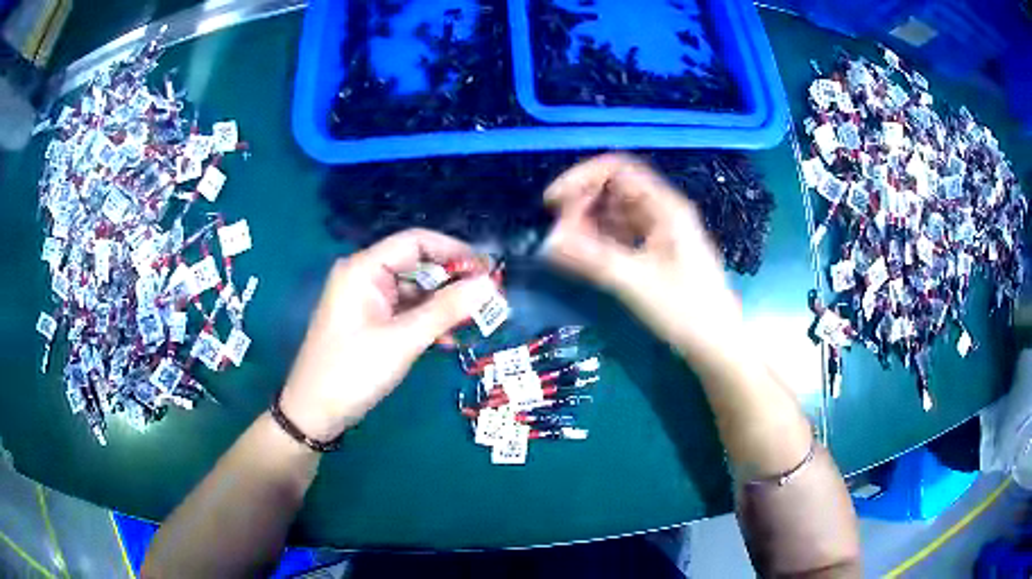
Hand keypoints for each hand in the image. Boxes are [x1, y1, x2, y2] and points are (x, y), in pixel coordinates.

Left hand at [279, 229, 496, 440]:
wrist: (314, 412)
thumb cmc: (353, 371)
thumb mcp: (402, 340)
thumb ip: (446, 309)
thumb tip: (489, 284)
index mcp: (364, 269)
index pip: (416, 242)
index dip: (454, 251)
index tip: (488, 270)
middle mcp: (364, 276)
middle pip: (416, 265)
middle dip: (452, 280)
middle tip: (488, 299)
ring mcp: (365, 300)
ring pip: (413, 290)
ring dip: (442, 305)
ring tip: (475, 321)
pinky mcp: (369, 321)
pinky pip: (404, 311)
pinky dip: (427, 321)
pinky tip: (448, 340)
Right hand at [543, 153, 743, 359]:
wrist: (718, 344)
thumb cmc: (687, 312)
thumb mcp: (638, 283)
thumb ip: (592, 259)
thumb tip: (549, 242)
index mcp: (666, 207)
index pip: (618, 169)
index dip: (582, 177)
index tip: (553, 202)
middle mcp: (663, 212)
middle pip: (614, 188)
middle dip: (582, 203)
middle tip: (559, 232)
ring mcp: (660, 231)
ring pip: (616, 212)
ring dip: (588, 222)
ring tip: (566, 246)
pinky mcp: (656, 251)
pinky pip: (622, 233)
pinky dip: (600, 239)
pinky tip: (584, 256)